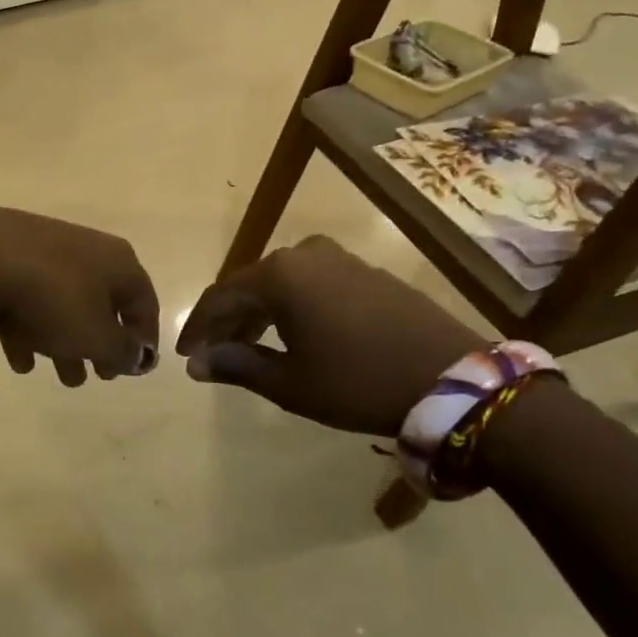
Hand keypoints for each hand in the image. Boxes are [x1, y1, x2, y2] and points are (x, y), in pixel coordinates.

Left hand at [0, 206, 159, 386]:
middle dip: (100, 345)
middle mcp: (87, 251)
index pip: (144, 303)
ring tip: (60, 377)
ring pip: (63, 304)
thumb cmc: (54, 300)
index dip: (143, 339)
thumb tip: (141, 356)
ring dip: (66, 343)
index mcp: (118, 262)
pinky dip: (29, 329)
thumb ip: (123, 352)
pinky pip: (28, 299)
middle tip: (97, 376)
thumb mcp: (97, 337)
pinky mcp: (8, 258)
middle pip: (102, 304)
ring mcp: (45, 252)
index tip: (134, 368)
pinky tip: (19, 359)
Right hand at [175, 236, 481, 435]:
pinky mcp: (367, 272)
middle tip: (215, 354)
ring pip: (282, 283)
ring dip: (260, 314)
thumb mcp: (290, 382)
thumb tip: (195, 363)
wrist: (451, 379)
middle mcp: (306, 254)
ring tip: (250, 348)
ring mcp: (340, 259)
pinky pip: (312, 284)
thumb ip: (237, 365)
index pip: (220, 296)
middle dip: (229, 320)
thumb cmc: (358, 382)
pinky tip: (294, 335)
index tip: (185, 355)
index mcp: (280, 274)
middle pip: (250, 285)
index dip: (198, 327)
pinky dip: (293, 307)